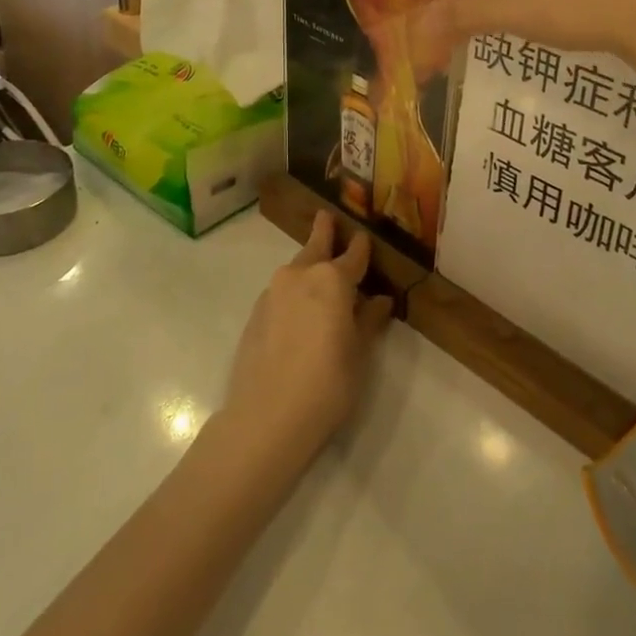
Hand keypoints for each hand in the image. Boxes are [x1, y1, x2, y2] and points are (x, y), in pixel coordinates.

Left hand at [222, 212, 390, 463]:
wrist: (266, 418)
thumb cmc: (328, 384)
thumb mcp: (359, 353)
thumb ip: (369, 321)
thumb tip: (379, 301)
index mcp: (332, 279)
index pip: (353, 254)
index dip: (361, 246)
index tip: (364, 236)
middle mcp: (300, 275)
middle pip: (315, 246)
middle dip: (324, 232)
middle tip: (326, 217)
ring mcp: (273, 293)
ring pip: (295, 268)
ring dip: (308, 264)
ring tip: (318, 270)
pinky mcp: (255, 314)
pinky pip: (281, 292)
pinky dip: (294, 290)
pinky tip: (299, 310)